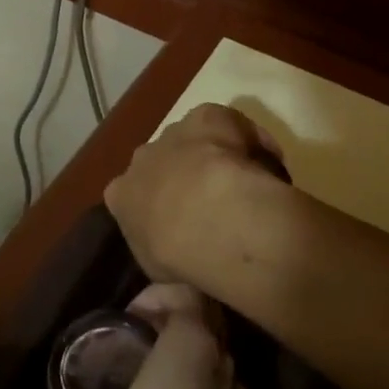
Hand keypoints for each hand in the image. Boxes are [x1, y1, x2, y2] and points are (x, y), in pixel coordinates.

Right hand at [104, 104, 284, 284]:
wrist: (209, 216)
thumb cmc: (178, 254)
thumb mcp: (159, 273)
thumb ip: (161, 262)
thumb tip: (168, 270)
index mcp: (122, 195)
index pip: (131, 196)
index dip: (157, 208)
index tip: (179, 224)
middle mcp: (141, 158)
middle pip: (161, 163)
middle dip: (182, 176)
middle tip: (214, 201)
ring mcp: (173, 133)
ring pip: (191, 140)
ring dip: (210, 155)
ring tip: (243, 182)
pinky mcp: (206, 116)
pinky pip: (225, 124)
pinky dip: (244, 137)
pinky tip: (266, 160)